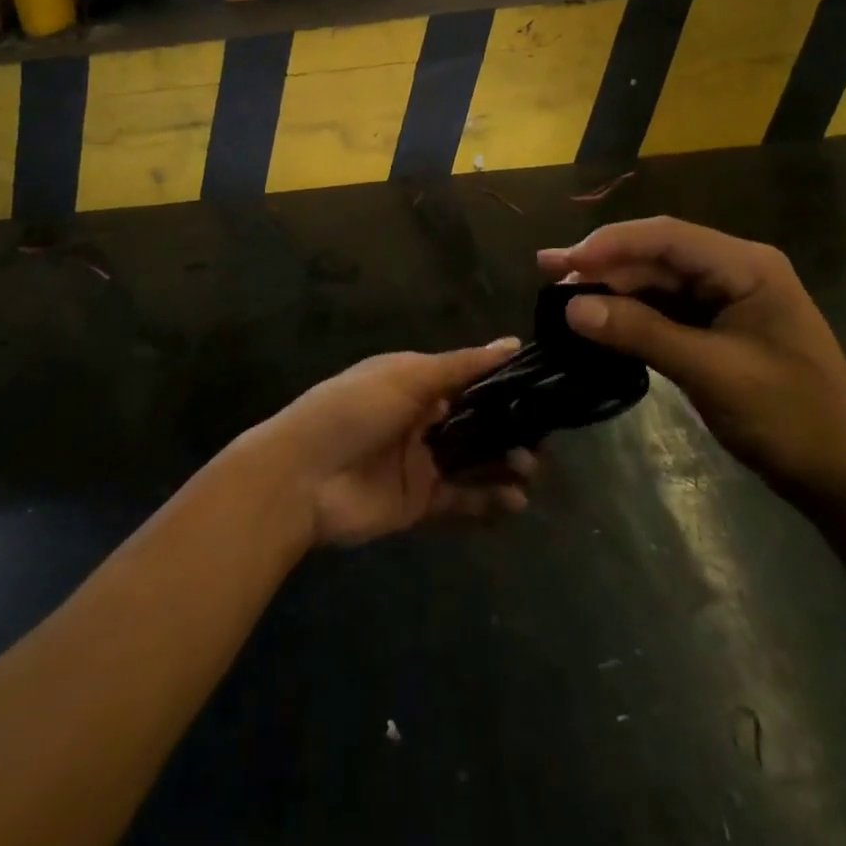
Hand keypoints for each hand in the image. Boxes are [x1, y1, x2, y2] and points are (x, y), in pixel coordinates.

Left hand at [252, 342, 538, 547]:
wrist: (301, 477)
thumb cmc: (352, 410)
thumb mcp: (406, 376)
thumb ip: (461, 366)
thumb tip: (512, 343)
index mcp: (416, 381)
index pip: (470, 379)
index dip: (505, 384)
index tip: (544, 389)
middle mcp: (423, 418)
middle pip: (478, 422)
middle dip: (511, 428)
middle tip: (543, 437)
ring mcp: (423, 462)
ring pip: (476, 461)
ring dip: (505, 463)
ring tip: (529, 468)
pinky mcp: (421, 502)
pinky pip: (464, 499)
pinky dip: (490, 500)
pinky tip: (515, 500)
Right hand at [539, 217, 845, 504]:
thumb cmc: (792, 419)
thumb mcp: (714, 373)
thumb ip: (641, 333)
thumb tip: (571, 307)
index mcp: (746, 266)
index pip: (665, 237)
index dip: (609, 244)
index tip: (562, 262)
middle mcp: (735, 270)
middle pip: (657, 255)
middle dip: (603, 263)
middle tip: (547, 275)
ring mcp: (727, 299)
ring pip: (656, 281)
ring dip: (612, 288)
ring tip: (560, 296)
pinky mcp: (718, 328)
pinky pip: (665, 308)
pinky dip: (630, 314)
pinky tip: (597, 319)